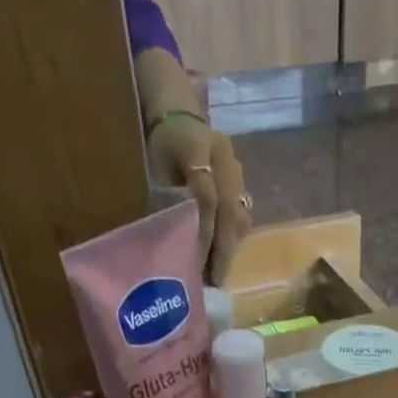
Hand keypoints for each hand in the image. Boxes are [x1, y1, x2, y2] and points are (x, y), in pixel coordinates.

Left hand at [147, 115, 252, 283]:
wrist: (179, 119)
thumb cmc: (159, 146)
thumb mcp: (154, 166)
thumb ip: (165, 198)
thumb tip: (175, 242)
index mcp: (198, 145)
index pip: (207, 193)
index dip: (204, 228)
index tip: (198, 259)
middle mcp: (224, 157)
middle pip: (230, 208)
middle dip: (223, 247)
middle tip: (216, 279)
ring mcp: (238, 171)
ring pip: (240, 215)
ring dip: (231, 247)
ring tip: (220, 273)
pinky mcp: (243, 185)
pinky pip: (243, 216)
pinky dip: (234, 240)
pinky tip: (224, 258)